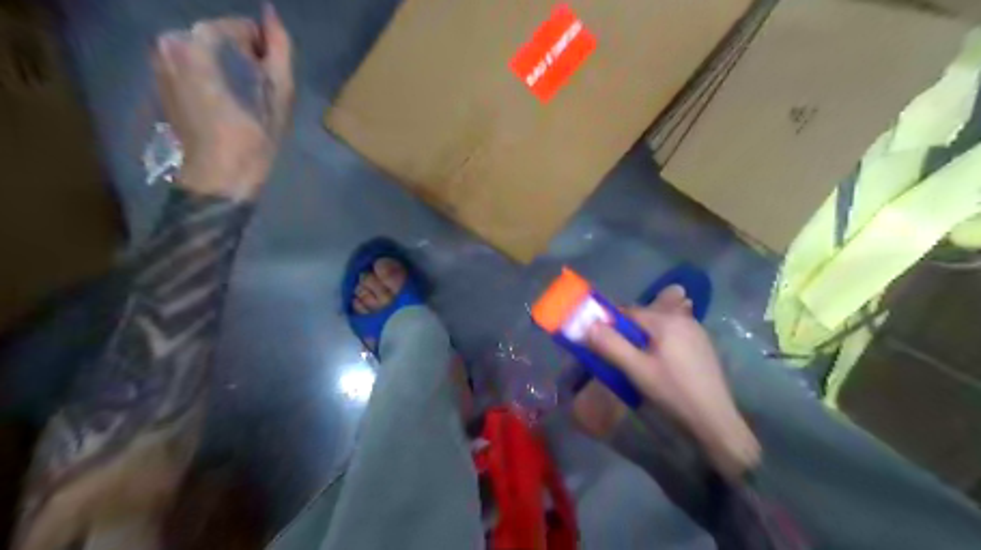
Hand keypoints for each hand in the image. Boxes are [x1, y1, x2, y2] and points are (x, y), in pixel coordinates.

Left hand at [151, 4, 291, 201]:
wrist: (218, 179)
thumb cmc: (253, 140)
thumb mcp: (278, 95)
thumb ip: (280, 51)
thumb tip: (272, 14)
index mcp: (197, 43)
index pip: (239, 28)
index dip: (264, 51)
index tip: (275, 79)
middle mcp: (170, 44)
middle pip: (219, 40)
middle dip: (244, 59)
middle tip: (262, 92)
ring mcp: (159, 64)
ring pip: (206, 54)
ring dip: (229, 70)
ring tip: (246, 101)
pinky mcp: (160, 84)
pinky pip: (192, 68)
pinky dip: (213, 79)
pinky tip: (228, 106)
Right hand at [586, 289, 761, 481]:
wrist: (715, 420)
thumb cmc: (672, 393)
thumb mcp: (636, 370)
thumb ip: (610, 345)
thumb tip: (587, 324)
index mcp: (666, 320)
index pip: (628, 311)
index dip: (611, 324)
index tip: (601, 343)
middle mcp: (682, 319)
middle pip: (644, 317)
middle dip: (627, 332)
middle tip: (619, 356)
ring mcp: (696, 331)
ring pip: (658, 326)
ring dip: (643, 338)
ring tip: (637, 362)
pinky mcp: (702, 345)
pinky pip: (672, 335)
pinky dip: (659, 343)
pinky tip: (659, 364)